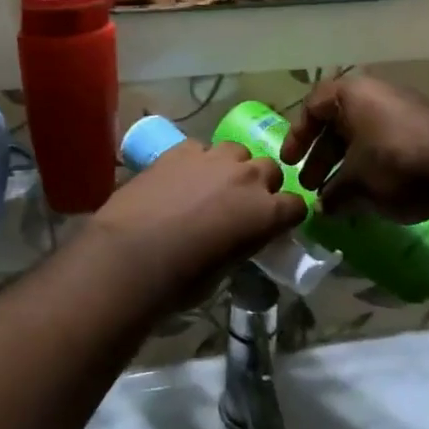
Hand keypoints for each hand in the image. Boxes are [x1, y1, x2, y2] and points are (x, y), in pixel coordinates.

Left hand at [88, 141, 305, 309]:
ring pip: (236, 151)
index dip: (287, 215)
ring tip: (212, 184)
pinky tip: (180, 178)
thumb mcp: (226, 270)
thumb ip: (241, 245)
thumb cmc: (182, 279)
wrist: (132, 254)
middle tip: (242, 203)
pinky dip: (196, 161)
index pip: (296, 206)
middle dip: (262, 184)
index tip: (276, 224)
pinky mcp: (181, 149)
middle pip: (270, 169)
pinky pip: (199, 149)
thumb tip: (236, 240)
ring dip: (231, 166)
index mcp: (266, 213)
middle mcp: (247, 177)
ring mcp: (214, 158)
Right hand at [281, 76, 428, 224]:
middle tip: (311, 186)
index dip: (297, 136)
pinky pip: (386, 146)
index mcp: (353, 93)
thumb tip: (322, 208)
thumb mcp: (355, 182)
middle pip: (338, 123)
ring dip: (346, 166)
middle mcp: (377, 95)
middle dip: (322, 157)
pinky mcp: (425, 133)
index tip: (289, 164)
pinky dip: (372, 167)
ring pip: (363, 137)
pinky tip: (368, 197)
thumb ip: (332, 194)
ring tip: (336, 199)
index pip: (313, 107)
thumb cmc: (394, 163)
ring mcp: (404, 112)